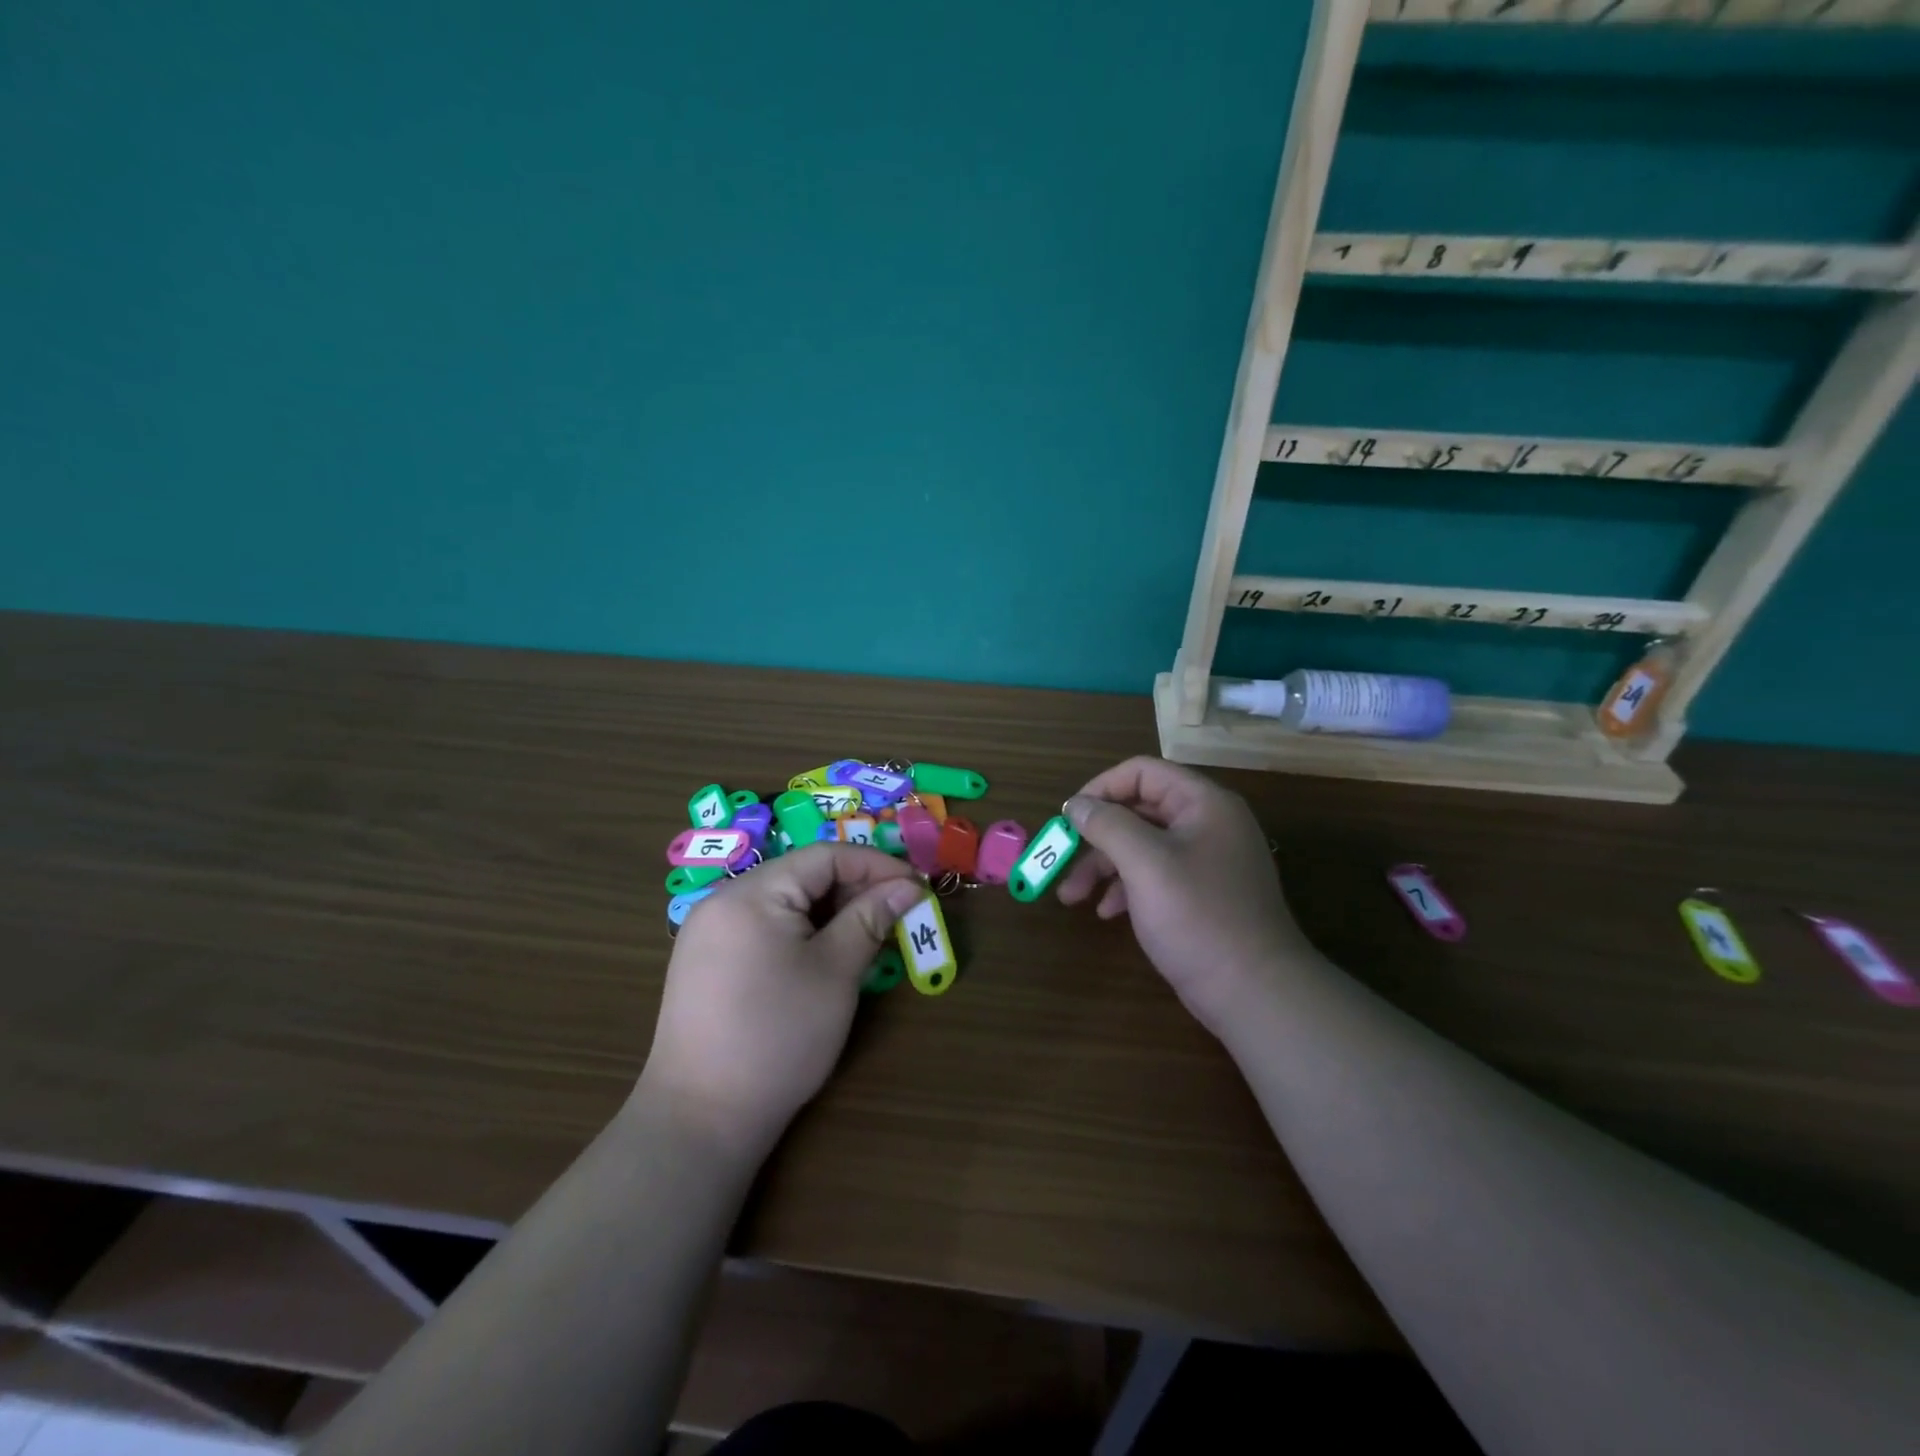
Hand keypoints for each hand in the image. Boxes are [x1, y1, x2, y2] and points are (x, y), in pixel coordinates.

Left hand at [638, 844, 924, 1160]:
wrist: (701, 1119)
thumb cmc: (778, 1037)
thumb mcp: (835, 972)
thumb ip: (870, 918)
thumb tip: (908, 885)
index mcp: (751, 893)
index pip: (824, 856)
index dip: (875, 865)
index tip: (916, 886)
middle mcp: (724, 900)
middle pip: (802, 874)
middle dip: (854, 888)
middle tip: (897, 912)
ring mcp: (709, 931)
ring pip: (784, 901)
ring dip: (831, 910)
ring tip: (869, 933)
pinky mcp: (707, 960)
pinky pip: (764, 925)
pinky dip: (802, 930)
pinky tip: (827, 953)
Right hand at [1055, 756, 1314, 1035]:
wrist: (1256, 993)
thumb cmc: (1198, 917)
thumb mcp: (1145, 864)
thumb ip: (1107, 825)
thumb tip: (1075, 804)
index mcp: (1203, 803)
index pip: (1142, 772)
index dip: (1100, 788)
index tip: (1068, 818)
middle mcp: (1207, 824)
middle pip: (1138, 811)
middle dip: (1096, 836)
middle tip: (1062, 860)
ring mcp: (1206, 861)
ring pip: (1142, 846)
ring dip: (1103, 866)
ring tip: (1072, 897)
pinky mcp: (1202, 894)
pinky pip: (1155, 875)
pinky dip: (1126, 888)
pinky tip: (1107, 913)